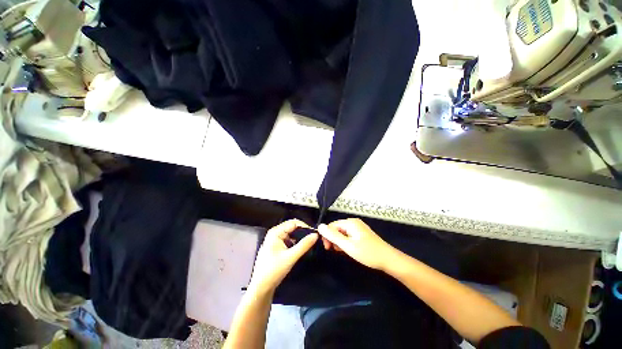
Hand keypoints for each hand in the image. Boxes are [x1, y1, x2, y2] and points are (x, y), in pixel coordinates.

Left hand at [248, 219, 317, 293]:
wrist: (261, 287)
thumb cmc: (273, 271)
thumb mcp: (291, 257)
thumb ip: (304, 245)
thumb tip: (315, 235)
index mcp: (276, 232)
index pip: (294, 223)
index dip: (305, 226)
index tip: (315, 233)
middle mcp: (275, 233)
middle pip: (293, 227)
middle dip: (303, 232)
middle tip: (313, 238)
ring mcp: (275, 239)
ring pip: (291, 233)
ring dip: (300, 237)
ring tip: (309, 243)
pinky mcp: (277, 246)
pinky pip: (289, 239)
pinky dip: (296, 242)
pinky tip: (301, 248)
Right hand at [318, 218, 395, 270]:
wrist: (388, 260)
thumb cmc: (368, 253)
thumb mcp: (348, 245)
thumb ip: (333, 236)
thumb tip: (319, 226)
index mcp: (350, 223)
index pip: (332, 225)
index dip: (327, 236)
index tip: (327, 248)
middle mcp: (353, 222)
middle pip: (336, 228)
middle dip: (333, 239)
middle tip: (334, 251)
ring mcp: (358, 228)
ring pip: (342, 233)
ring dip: (339, 242)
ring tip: (342, 251)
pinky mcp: (360, 234)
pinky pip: (348, 235)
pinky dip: (345, 242)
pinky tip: (347, 249)